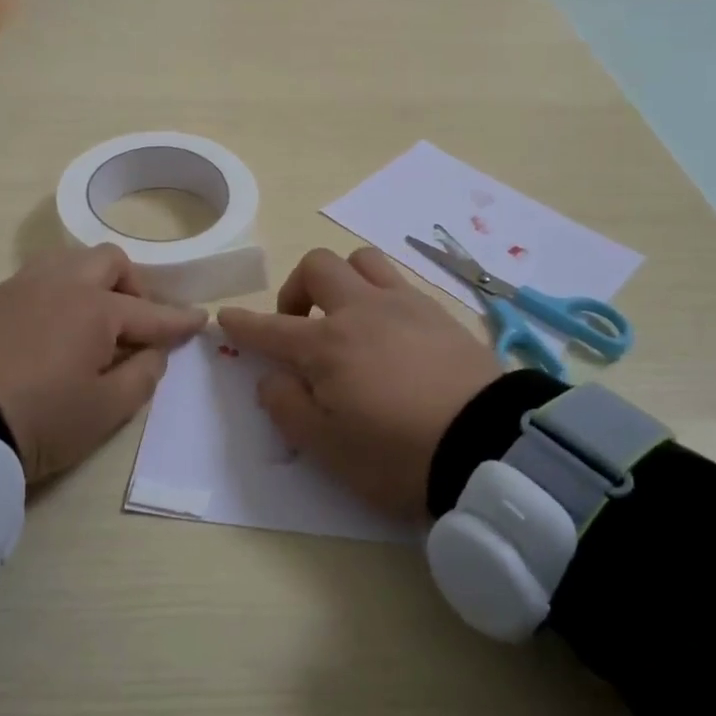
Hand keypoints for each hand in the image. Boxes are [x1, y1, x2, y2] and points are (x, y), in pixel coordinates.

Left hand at [0, 245, 205, 481]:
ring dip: (94, 280)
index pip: (151, 313)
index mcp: (97, 309)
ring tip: (92, 318)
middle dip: (133, 286)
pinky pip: (41, 276)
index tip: (200, 319)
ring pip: (72, 260)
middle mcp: (64, 284)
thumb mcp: (105, 411)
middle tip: (134, 322)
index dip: (179, 320)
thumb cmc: (41, 419)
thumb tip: (154, 351)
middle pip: (111, 262)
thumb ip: (142, 377)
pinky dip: (61, 290)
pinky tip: (54, 322)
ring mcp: (25, 285)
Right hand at [218, 247, 500, 517]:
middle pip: (317, 267)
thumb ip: (287, 409)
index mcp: (326, 345)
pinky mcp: (438, 311)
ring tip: (346, 314)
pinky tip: (389, 328)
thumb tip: (270, 378)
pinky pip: (399, 280)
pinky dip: (380, 293)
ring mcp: (403, 304)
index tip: (227, 317)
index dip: (243, 324)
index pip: (270, 329)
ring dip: (343, 279)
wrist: (488, 446)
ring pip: (362, 260)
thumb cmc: (397, 455)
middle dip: (296, 289)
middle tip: (300, 326)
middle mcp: (360, 311)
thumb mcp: (328, 449)